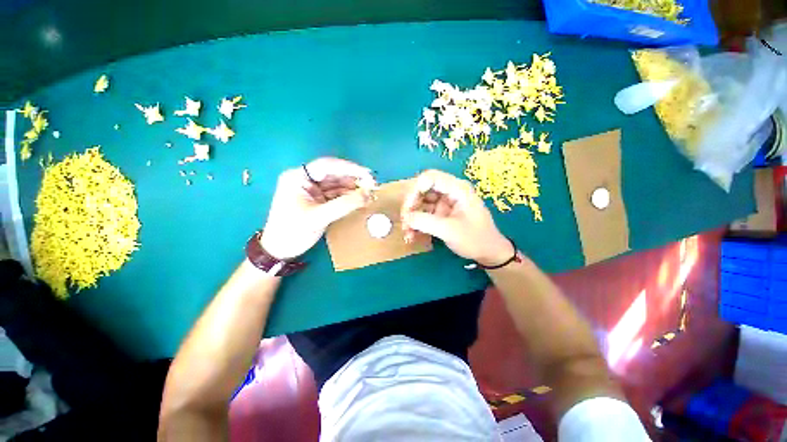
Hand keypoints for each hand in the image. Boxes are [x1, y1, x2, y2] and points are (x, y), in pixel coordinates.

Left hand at [261, 157, 374, 259]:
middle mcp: (305, 180)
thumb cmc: (293, 231)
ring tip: (371, 193)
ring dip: (354, 189)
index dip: (349, 168)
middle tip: (373, 185)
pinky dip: (349, 198)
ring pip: (337, 185)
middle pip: (334, 174)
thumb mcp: (319, 217)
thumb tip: (368, 194)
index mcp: (298, 177)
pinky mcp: (318, 201)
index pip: (326, 166)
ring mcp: (313, 191)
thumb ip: (344, 205)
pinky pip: (337, 195)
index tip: (367, 173)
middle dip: (354, 179)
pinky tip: (361, 200)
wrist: (280, 251)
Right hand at [401, 170, 512, 265]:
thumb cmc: (475, 239)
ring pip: (421, 202)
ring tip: (407, 234)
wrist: (489, 253)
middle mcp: (449, 192)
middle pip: (423, 190)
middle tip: (405, 222)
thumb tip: (406, 217)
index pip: (430, 178)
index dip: (415, 190)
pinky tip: (412, 235)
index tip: (408, 209)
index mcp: (457, 189)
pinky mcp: (442, 213)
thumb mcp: (449, 230)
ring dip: (412, 217)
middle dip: (411, 206)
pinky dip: (417, 223)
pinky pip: (424, 213)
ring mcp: (445, 202)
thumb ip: (425, 222)